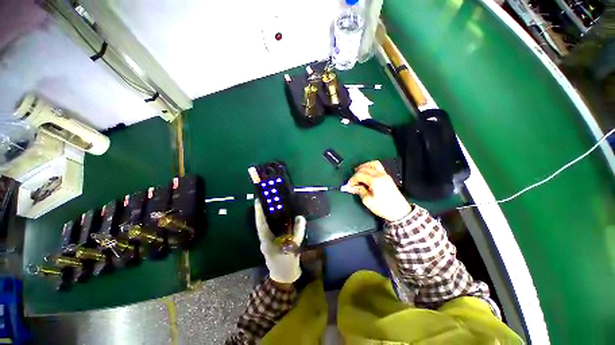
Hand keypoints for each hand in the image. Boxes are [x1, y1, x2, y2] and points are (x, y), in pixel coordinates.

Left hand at [255, 200, 306, 283]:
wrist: (285, 278)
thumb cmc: (287, 263)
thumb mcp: (293, 247)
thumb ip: (297, 232)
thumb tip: (300, 217)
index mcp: (266, 242)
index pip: (261, 224)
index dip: (259, 213)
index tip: (258, 201)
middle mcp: (265, 240)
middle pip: (262, 223)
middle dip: (263, 211)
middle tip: (267, 199)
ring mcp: (268, 242)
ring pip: (266, 226)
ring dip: (268, 216)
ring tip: (272, 205)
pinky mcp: (273, 242)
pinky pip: (272, 229)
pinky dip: (275, 222)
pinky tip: (281, 216)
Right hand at [347, 160, 411, 221]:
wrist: (400, 212)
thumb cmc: (383, 207)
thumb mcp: (368, 201)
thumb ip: (359, 191)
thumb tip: (351, 187)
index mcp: (375, 180)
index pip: (360, 175)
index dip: (352, 179)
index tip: (348, 185)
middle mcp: (380, 175)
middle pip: (365, 168)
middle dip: (356, 173)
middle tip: (352, 181)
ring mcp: (385, 175)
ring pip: (373, 164)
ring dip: (364, 167)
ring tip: (358, 174)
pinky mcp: (387, 177)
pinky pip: (377, 167)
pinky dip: (370, 168)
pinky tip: (366, 175)